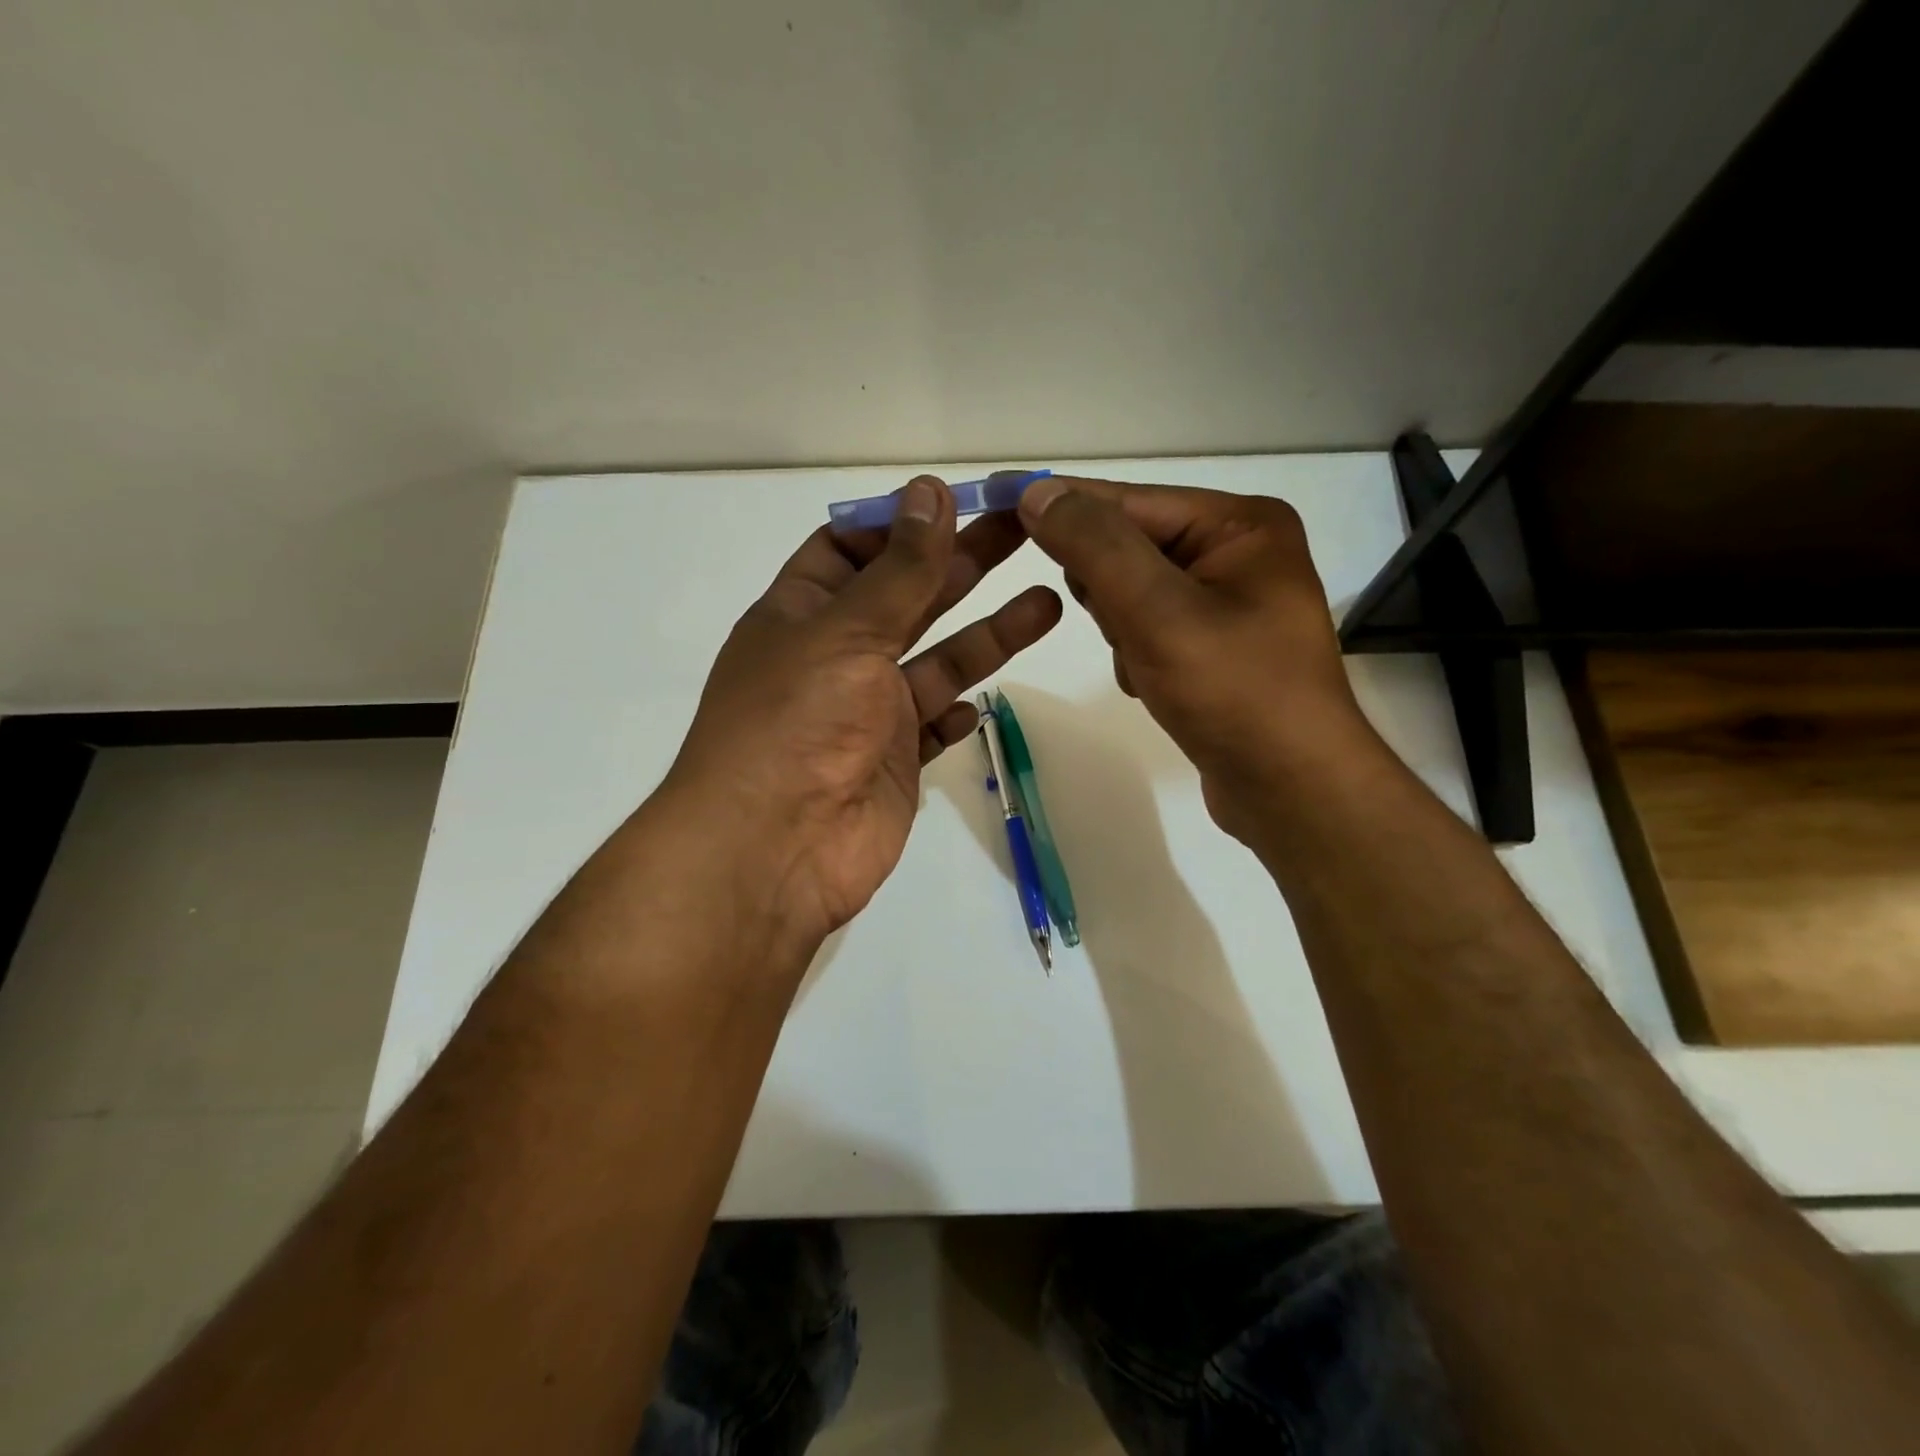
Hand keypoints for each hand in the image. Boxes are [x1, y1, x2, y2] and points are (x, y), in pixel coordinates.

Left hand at [663, 476, 1061, 949]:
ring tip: (1049, 600)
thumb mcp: (847, 631)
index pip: (849, 550)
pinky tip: (984, 700)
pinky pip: (932, 726)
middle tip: (1028, 532)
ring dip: (987, 633)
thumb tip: (930, 492)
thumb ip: (898, 569)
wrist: (775, 850)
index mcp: (803, 614)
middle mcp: (835, 658)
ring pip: (936, 661)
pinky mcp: (892, 762)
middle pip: (907, 597)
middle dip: (963, 564)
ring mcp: (866, 713)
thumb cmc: (797, 724)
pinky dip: (957, 711)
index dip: (899, 524)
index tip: (958, 503)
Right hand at [1016, 475, 1374, 840]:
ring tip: (1148, 667)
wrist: (1292, 792)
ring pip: (1131, 593)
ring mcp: (1227, 603)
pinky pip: (1148, 630)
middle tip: (1123, 628)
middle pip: (1129, 547)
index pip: (1129, 500)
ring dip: (1121, 630)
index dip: (1063, 505)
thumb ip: (1096, 548)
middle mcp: (1237, 552)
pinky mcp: (1214, 647)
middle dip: (1108, 591)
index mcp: (1240, 524)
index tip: (999, 501)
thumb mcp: (1158, 612)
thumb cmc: (1234, 694)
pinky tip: (1155, 687)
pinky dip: (1136, 656)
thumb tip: (1039, 493)